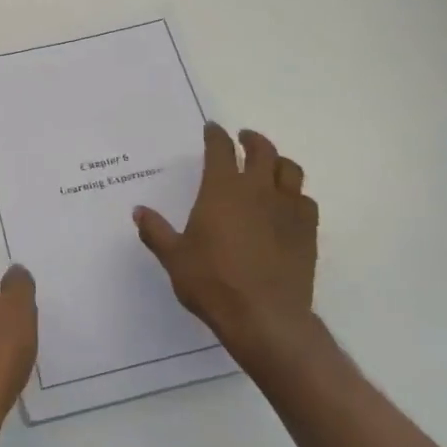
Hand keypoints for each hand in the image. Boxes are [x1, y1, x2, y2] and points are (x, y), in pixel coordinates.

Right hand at [133, 123, 319, 363]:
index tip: (212, 129)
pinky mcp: (307, 232)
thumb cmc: (212, 282)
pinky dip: (296, 195)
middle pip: (262, 150)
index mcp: (221, 189)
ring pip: (290, 170)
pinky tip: (288, 205)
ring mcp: (287, 209)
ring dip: (278, 162)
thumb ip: (156, 231)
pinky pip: (306, 201)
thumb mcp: (174, 257)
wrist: (265, 317)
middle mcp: (257, 190)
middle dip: (252, 140)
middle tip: (244, 139)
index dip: (216, 135)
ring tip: (270, 166)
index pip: (220, 149)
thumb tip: (139, 211)